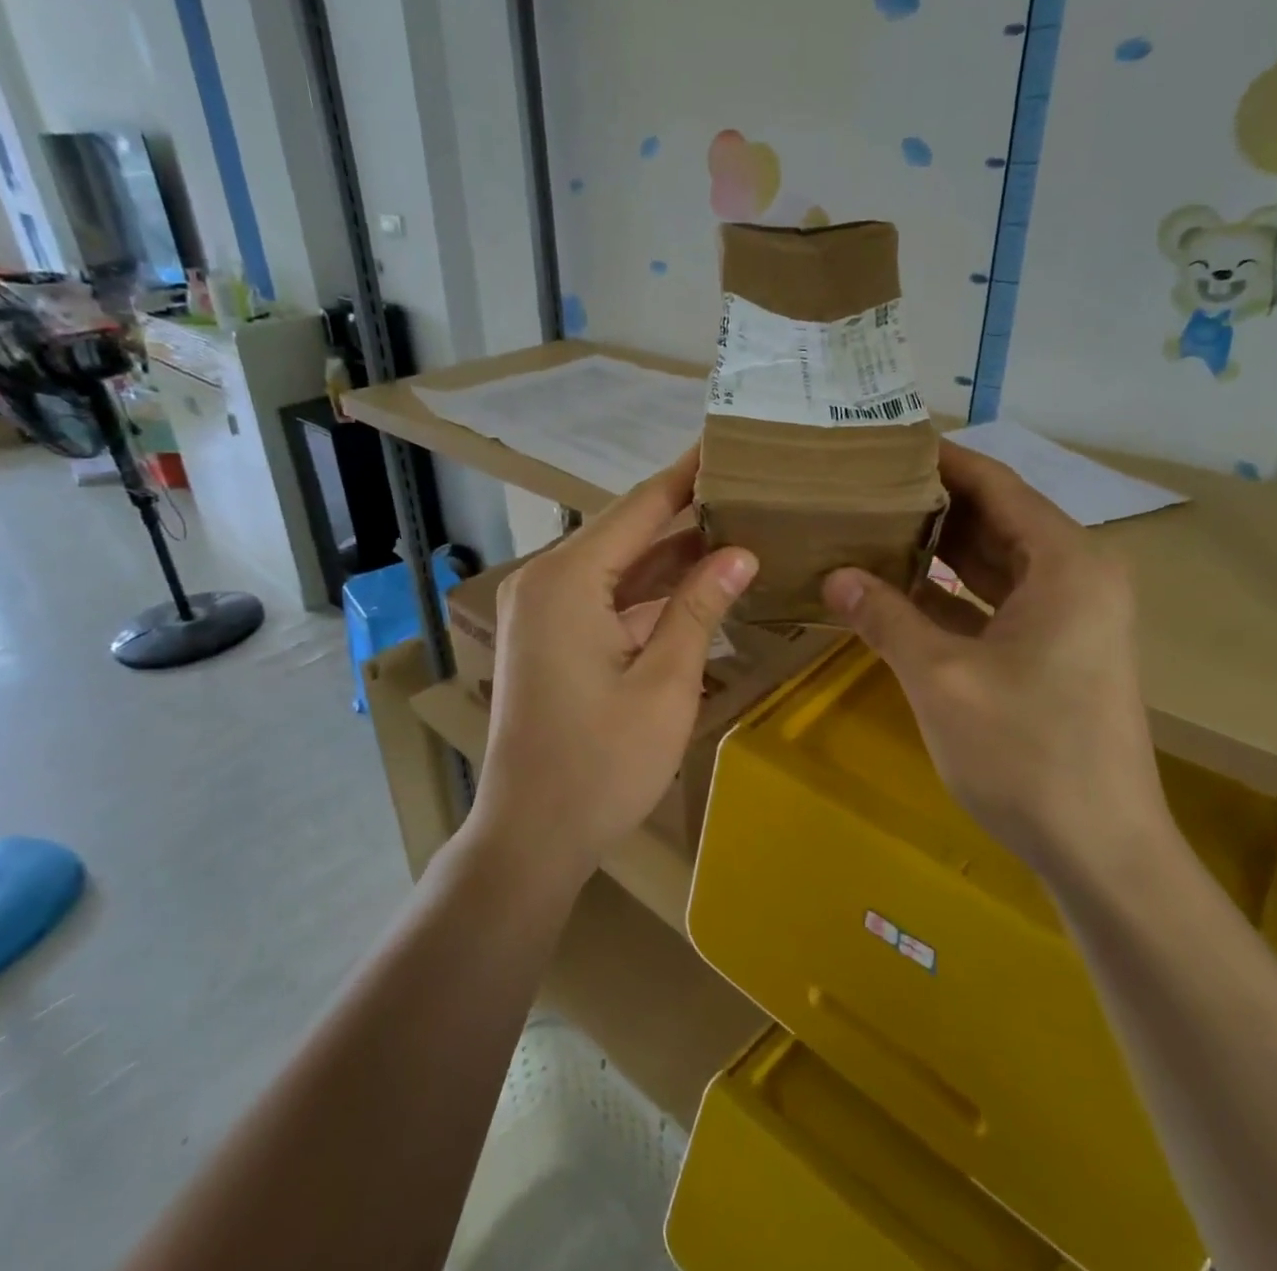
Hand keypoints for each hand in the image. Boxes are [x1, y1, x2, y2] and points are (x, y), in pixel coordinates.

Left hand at [470, 449, 758, 885]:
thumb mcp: (665, 683)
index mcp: (568, 579)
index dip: (687, 474)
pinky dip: (648, 593)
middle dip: (686, 513)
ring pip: (618, 567)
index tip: (725, 441)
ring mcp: (542, 610)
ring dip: (671, 556)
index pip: (640, 506)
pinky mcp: (548, 638)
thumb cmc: (601, 765)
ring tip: (736, 529)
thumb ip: (699, 608)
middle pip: (627, 532)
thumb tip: (740, 553)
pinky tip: (697, 586)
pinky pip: (605, 599)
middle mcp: (546, 580)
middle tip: (746, 487)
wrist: (530, 837)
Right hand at [822, 439, 1168, 875]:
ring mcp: (1070, 616)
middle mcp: (1076, 576)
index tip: (883, 445)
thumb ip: (885, 618)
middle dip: (932, 503)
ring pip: (994, 561)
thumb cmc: (1026, 754)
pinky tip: (897, 589)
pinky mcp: (1056, 651)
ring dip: (937, 549)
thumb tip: (833, 577)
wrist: (1100, 850)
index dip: (940, 462)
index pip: (996, 485)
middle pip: (995, 518)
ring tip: (870, 527)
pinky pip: (997, 600)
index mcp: (1065, 563)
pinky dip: (951, 592)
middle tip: (862, 487)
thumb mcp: (942, 678)